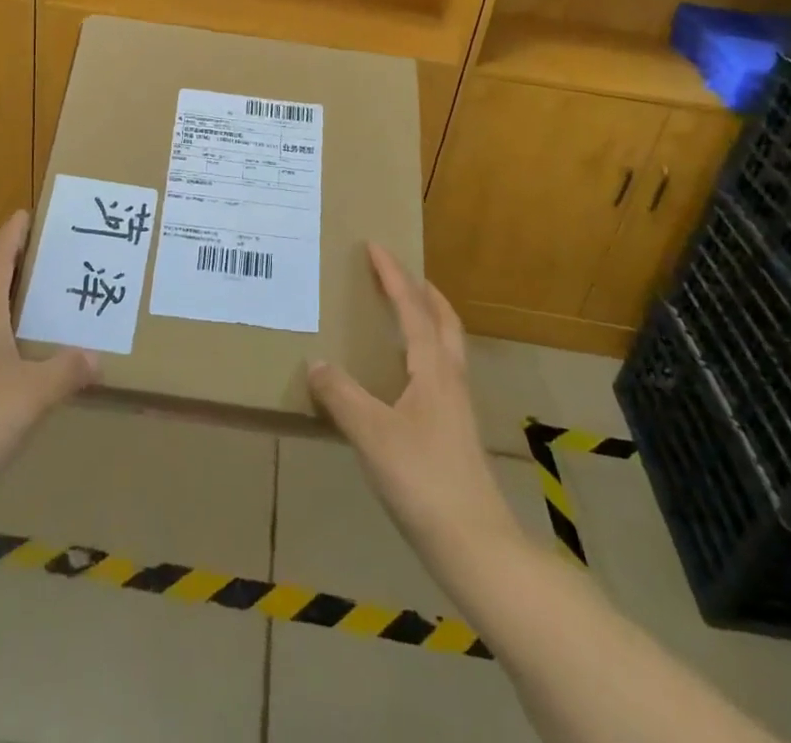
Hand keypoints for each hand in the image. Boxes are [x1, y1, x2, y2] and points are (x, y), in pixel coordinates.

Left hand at [0, 211, 96, 518]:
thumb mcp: (33, 396)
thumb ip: (67, 370)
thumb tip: (97, 356)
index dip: (14, 233)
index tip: (29, 212)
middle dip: (20, 264)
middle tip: (57, 254)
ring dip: (13, 299)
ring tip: (49, 299)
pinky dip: (5, 330)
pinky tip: (25, 352)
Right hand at [308, 245, 520, 569]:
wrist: (475, 543)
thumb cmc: (423, 479)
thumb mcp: (371, 434)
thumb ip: (341, 396)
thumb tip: (316, 363)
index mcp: (433, 368)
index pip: (412, 308)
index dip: (393, 275)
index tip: (376, 246)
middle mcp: (450, 378)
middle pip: (443, 320)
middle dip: (423, 291)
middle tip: (398, 274)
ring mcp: (456, 405)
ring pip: (446, 345)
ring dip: (427, 319)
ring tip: (401, 314)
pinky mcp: (455, 430)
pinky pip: (439, 370)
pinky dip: (423, 351)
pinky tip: (402, 374)